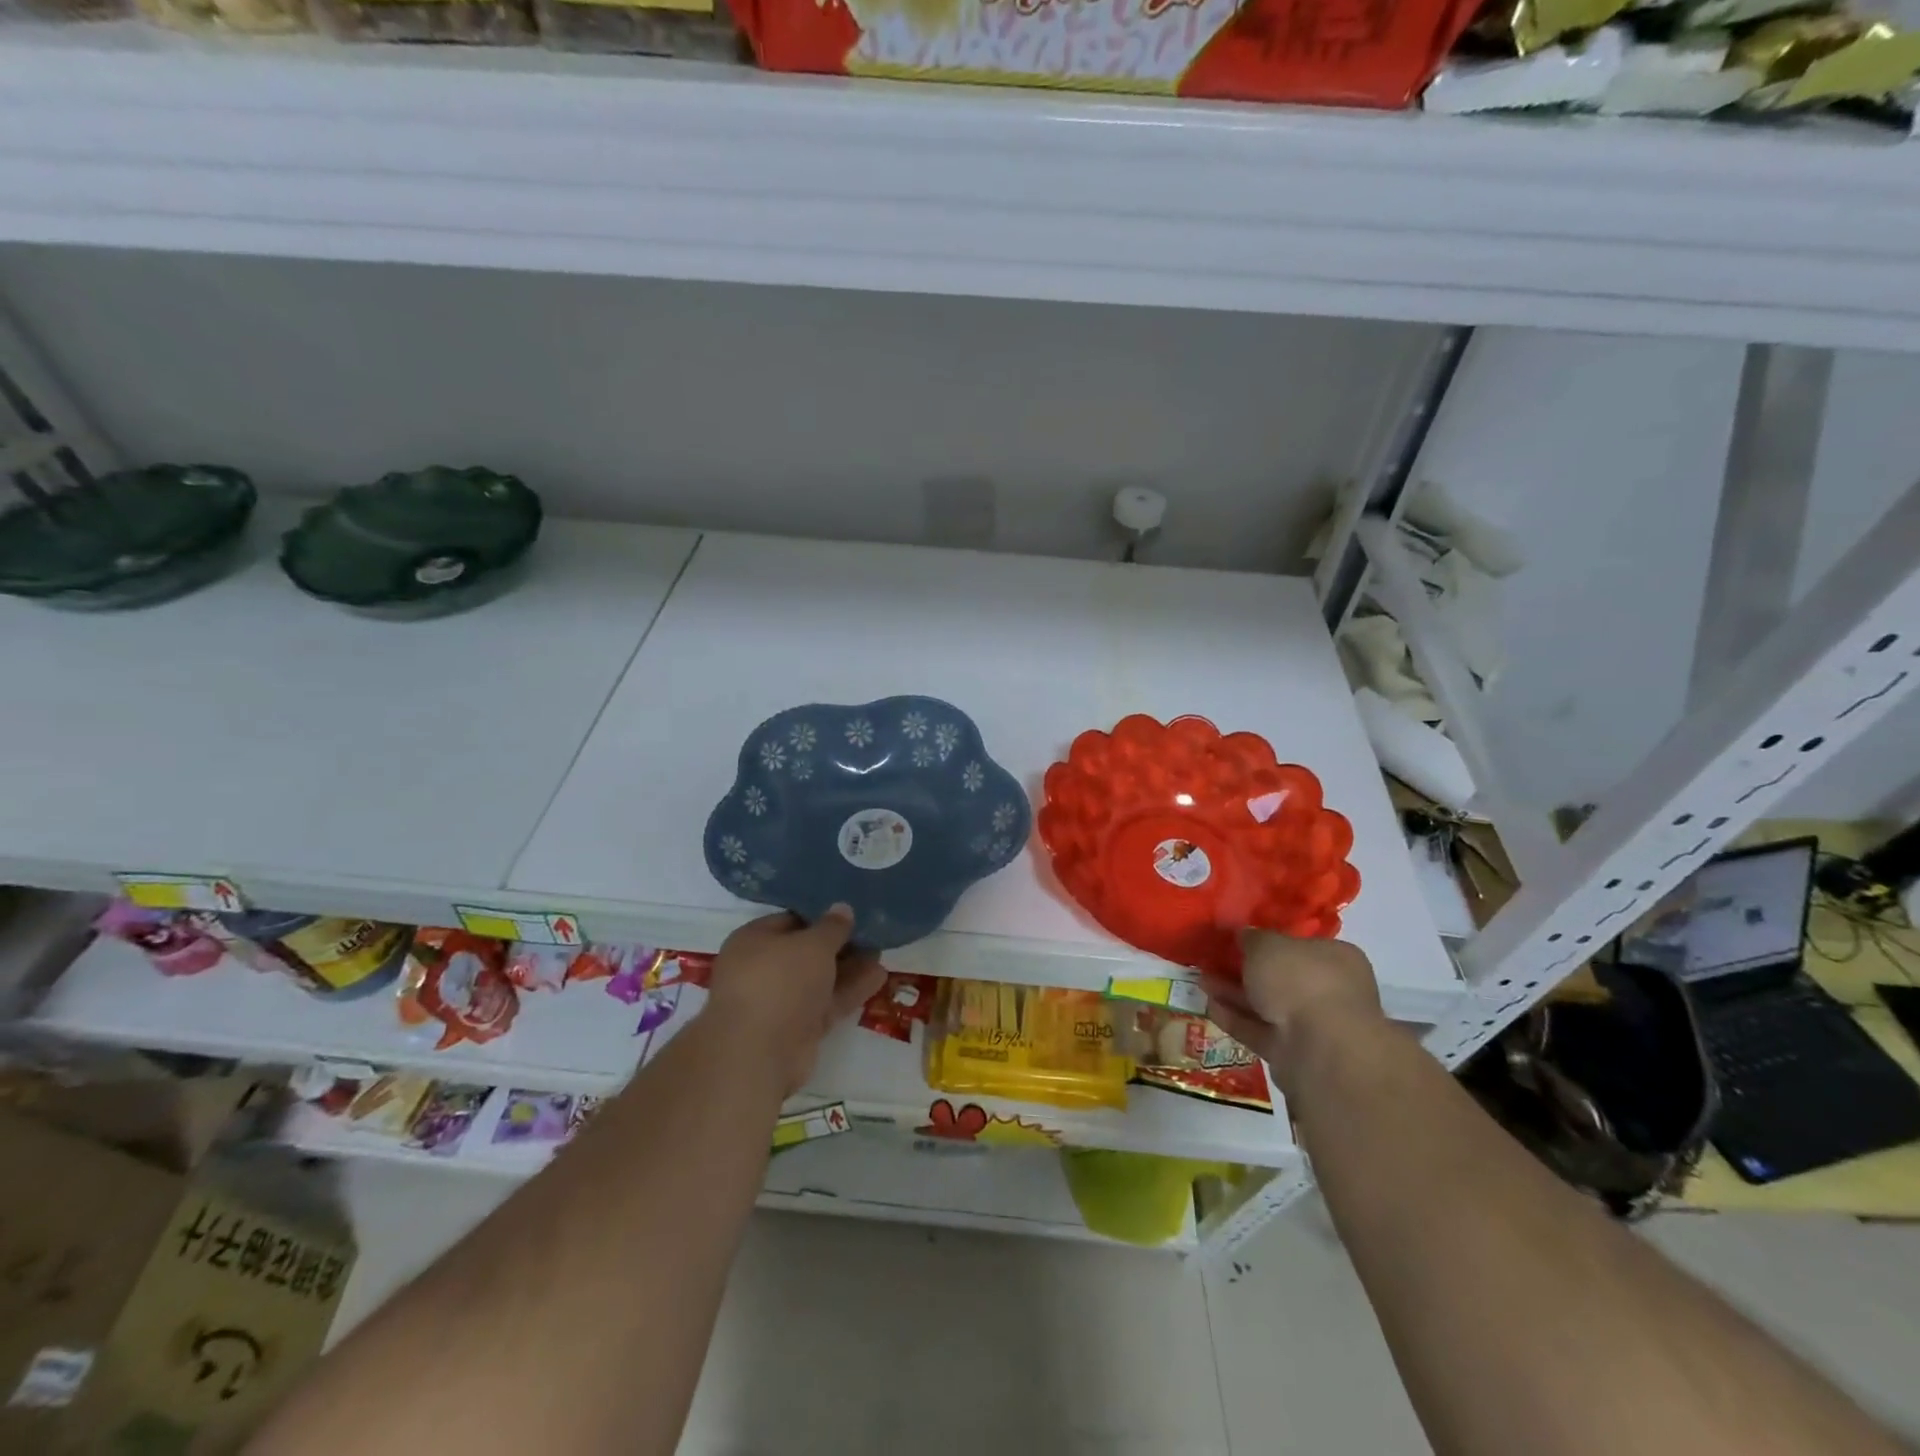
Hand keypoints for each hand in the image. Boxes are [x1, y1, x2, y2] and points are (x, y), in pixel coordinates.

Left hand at [703, 905, 886, 1094]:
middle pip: (806, 952)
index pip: (790, 920)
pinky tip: (879, 977)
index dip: (820, 916)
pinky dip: (849, 991)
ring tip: (881, 952)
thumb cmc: (780, 981)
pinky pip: (826, 1003)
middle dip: (839, 945)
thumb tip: (842, 908)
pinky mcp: (797, 1030)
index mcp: (753, 941)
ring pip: (819, 979)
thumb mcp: (813, 944)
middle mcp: (762, 969)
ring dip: (849, 968)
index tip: (850, 912)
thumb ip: (832, 927)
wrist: (759, 1054)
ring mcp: (779, 1002)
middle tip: (872, 933)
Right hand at [1200, 932, 1383, 1086]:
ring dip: (1235, 994)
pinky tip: (1210, 1007)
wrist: (1320, 1048)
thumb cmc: (1300, 980)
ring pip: (1268, 1005)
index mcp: (1336, 958)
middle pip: (1281, 977)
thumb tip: (1246, 936)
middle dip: (1245, 970)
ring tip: (1201, 981)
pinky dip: (1236, 1019)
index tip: (1239, 940)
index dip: (1269, 941)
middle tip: (1213, 962)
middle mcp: (1330, 990)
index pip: (1301, 945)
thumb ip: (1253, 938)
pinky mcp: (1294, 1053)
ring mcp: (1313, 1025)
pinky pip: (1260, 1031)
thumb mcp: (1267, 945)